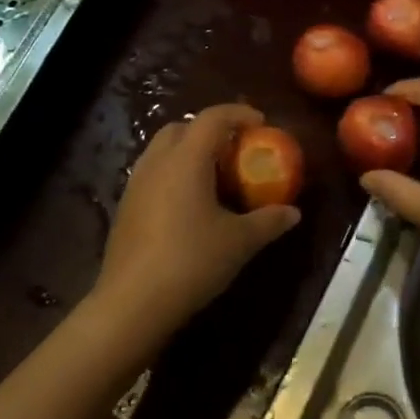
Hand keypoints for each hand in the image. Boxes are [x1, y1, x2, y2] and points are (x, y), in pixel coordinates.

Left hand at [91, 104, 300, 343]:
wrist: (132, 304)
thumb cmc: (191, 261)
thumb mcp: (239, 242)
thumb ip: (268, 221)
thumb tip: (293, 213)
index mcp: (186, 159)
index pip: (213, 118)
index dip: (239, 114)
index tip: (261, 124)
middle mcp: (157, 162)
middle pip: (183, 128)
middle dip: (210, 130)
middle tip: (235, 150)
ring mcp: (136, 184)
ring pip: (163, 150)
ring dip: (189, 152)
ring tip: (214, 177)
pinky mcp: (126, 207)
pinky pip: (153, 174)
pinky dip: (174, 174)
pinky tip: (189, 205)